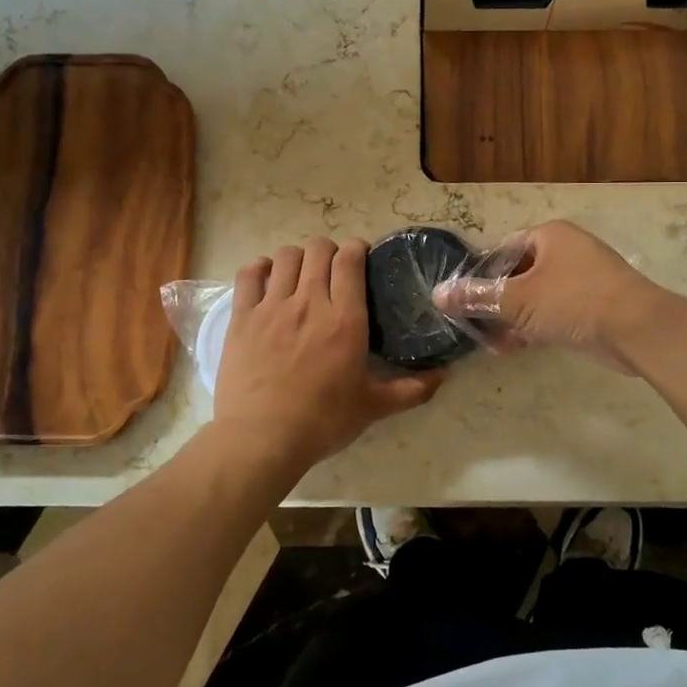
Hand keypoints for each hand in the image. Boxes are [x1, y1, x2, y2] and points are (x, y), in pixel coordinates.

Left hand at [212, 238, 442, 477]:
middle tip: (332, 270)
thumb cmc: (322, 422)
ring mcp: (272, 306)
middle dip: (328, 251)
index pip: (350, 259)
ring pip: (285, 256)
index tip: (360, 258)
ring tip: (300, 275)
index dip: (356, 249)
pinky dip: (260, 267)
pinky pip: (249, 273)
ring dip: (297, 258)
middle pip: (318, 249)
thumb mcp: (373, 408)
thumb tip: (444, 376)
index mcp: (345, 319)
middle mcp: (310, 302)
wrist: (262, 438)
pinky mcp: (242, 317)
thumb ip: (411, 390)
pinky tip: (266, 278)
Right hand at [432, 220, 663, 373]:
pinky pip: (551, 313)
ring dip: (510, 319)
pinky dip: (531, 327)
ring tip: (490, 342)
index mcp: (549, 236)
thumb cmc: (573, 301)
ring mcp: (580, 280)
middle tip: (472, 324)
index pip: (502, 249)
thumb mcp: (518, 299)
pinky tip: (512, 348)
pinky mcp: (589, 308)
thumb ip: (477, 296)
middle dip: (494, 302)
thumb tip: (438, 294)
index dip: (479, 273)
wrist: (637, 330)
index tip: (461, 298)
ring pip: (533, 297)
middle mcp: (565, 252)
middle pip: (517, 274)